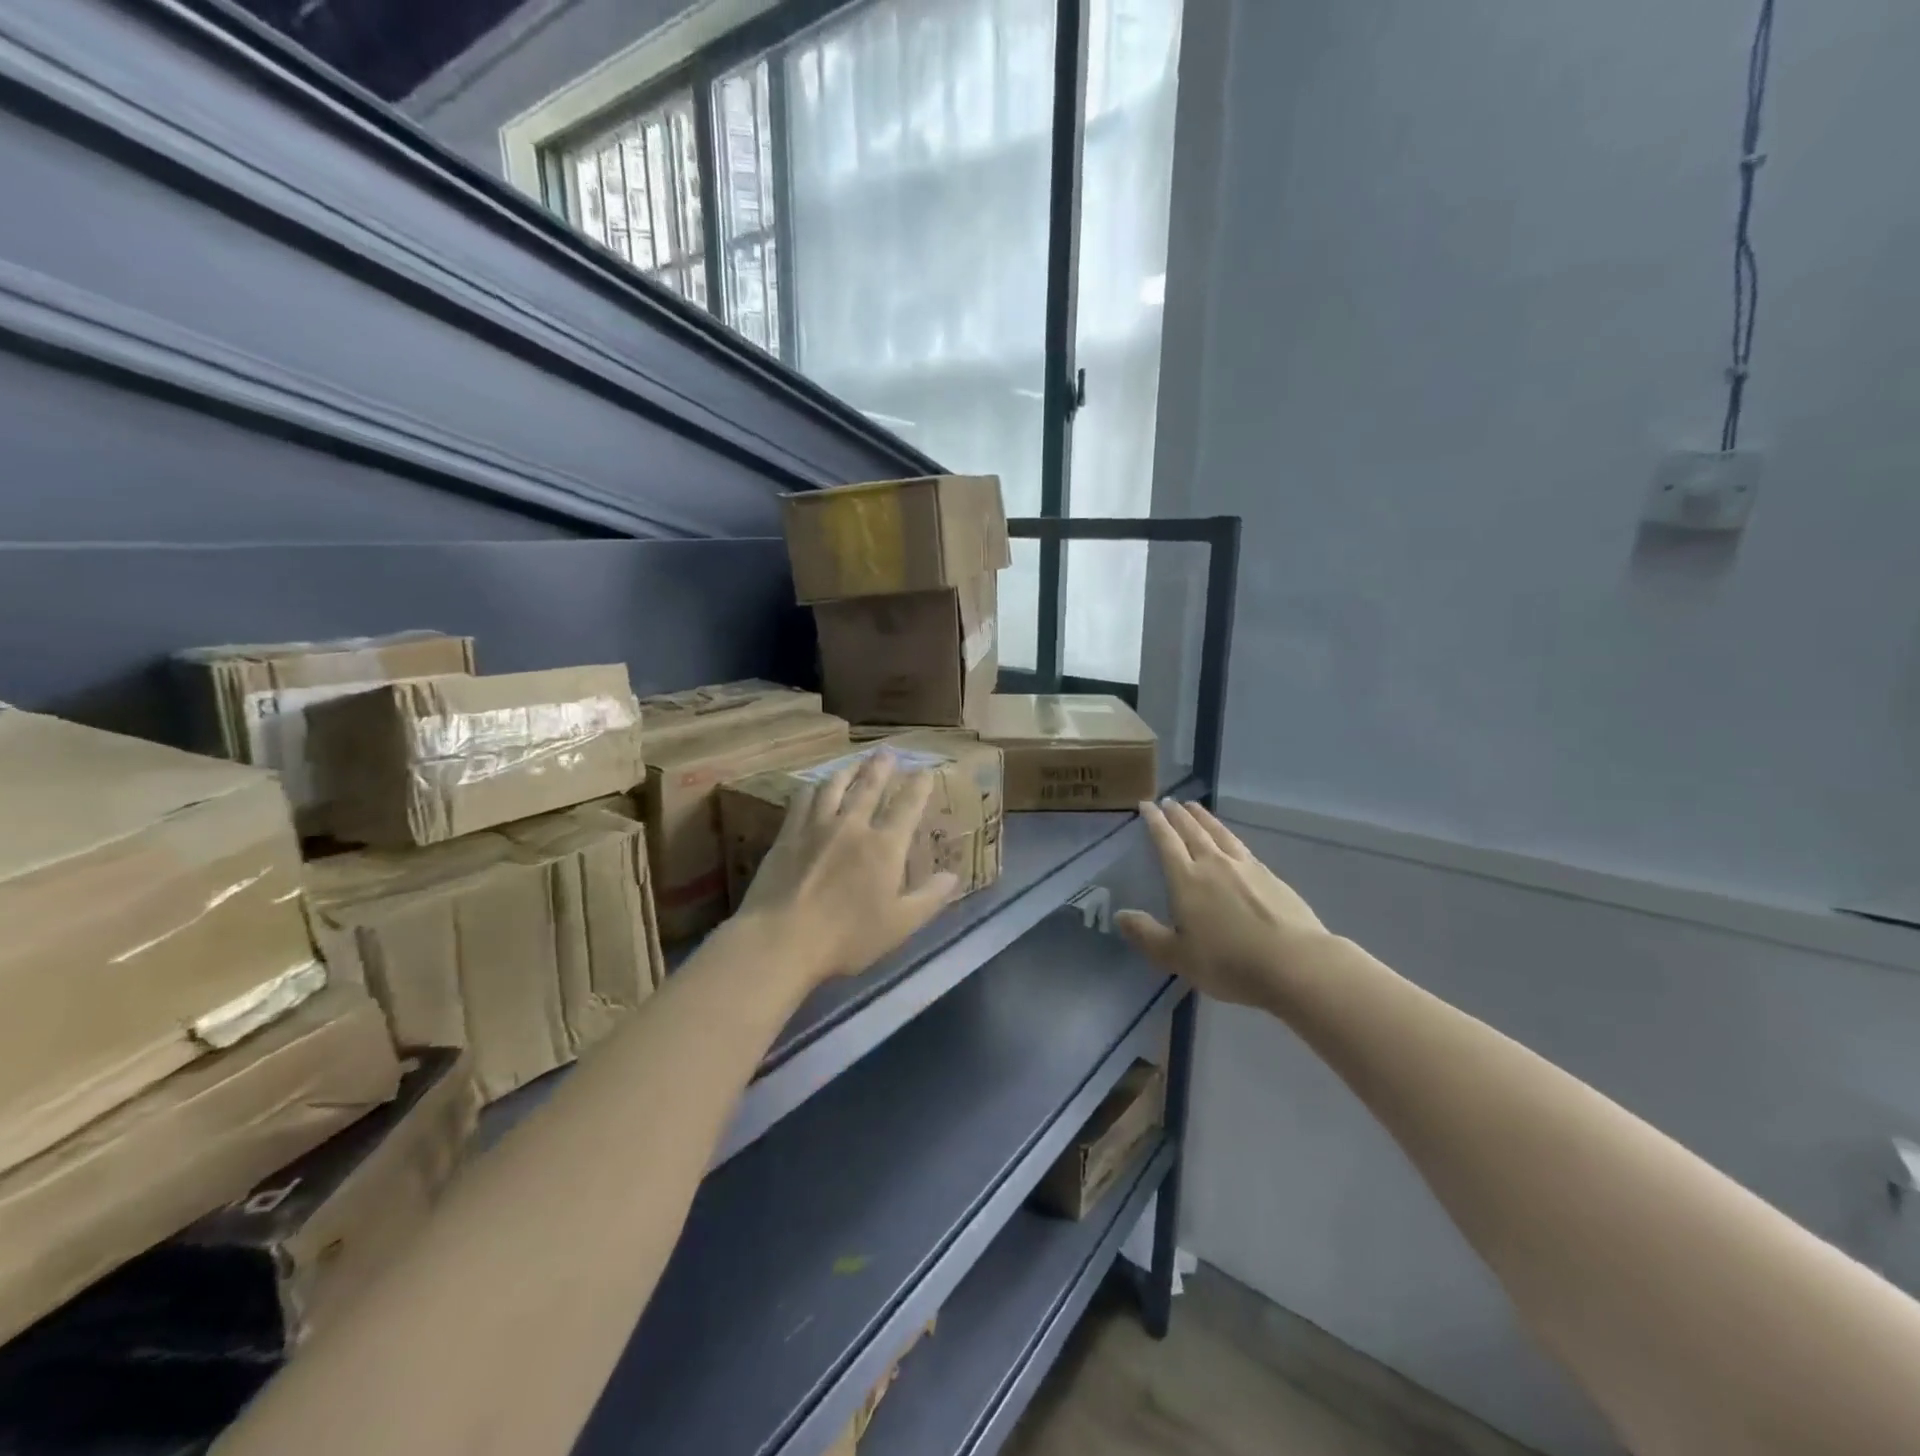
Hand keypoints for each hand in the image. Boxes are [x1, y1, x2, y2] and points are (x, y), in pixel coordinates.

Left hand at [735, 750, 958, 986]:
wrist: (781, 939)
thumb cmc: (847, 938)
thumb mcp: (899, 925)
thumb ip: (929, 898)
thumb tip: (952, 876)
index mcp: (884, 846)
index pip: (907, 806)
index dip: (918, 786)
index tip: (924, 770)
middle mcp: (852, 826)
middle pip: (869, 787)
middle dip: (881, 767)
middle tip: (887, 751)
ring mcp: (816, 826)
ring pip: (834, 786)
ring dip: (847, 770)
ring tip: (854, 762)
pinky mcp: (787, 834)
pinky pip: (802, 800)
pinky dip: (813, 787)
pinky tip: (814, 786)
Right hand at [1116, 800, 1331, 1009]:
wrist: (1294, 963)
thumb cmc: (1229, 963)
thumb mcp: (1178, 957)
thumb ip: (1146, 935)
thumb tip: (1119, 915)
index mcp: (1187, 880)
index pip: (1166, 842)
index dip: (1155, 822)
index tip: (1146, 805)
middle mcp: (1214, 864)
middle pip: (1192, 831)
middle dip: (1178, 815)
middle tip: (1169, 801)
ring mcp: (1245, 867)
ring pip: (1219, 833)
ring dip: (1204, 818)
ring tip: (1194, 807)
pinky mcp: (1270, 876)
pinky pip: (1241, 846)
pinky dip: (1228, 835)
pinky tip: (1230, 839)